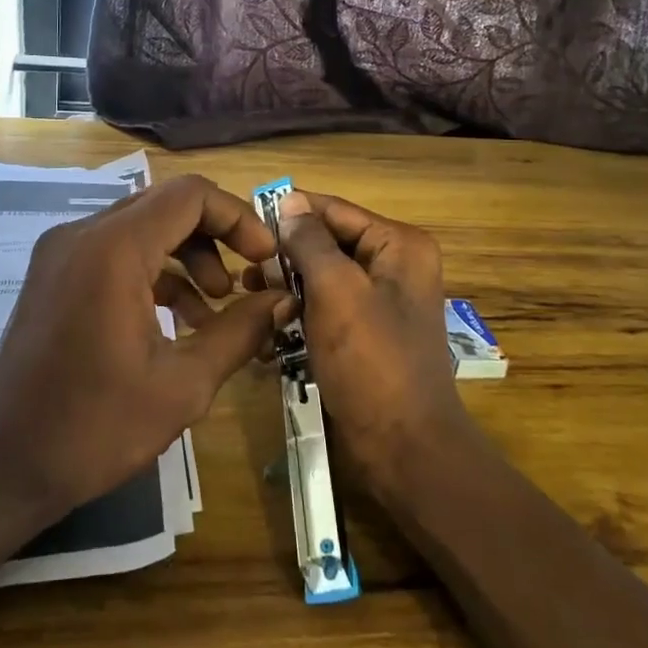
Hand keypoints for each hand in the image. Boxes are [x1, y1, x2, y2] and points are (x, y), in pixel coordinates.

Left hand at [0, 174, 288, 523]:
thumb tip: (282, 300)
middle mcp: (82, 234)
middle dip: (216, 237)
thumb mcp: (183, 384)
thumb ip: (240, 331)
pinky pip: (117, 252)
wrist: (2, 468)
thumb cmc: (94, 429)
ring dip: (188, 256)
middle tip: (249, 278)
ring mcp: (62, 253)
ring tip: (219, 306)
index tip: (265, 257)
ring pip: (143, 227)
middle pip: (166, 205)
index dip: (237, 217)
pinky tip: (182, 320)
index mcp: (113, 249)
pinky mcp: (55, 275)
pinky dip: (156, 273)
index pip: (190, 195)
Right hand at [258, 191, 475, 502]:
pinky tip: (269, 331)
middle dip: (286, 257)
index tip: (244, 224)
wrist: (403, 447)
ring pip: (323, 278)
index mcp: (399, 245)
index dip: (290, 214)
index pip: (335, 211)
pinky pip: (327, 309)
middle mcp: (395, 265)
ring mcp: (381, 302)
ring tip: (251, 300)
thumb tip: (289, 201)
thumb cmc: (371, 361)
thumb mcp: (337, 291)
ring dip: (288, 289)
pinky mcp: (366, 334)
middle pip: (328, 243)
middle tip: (245, 275)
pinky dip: (300, 316)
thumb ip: (310, 242)